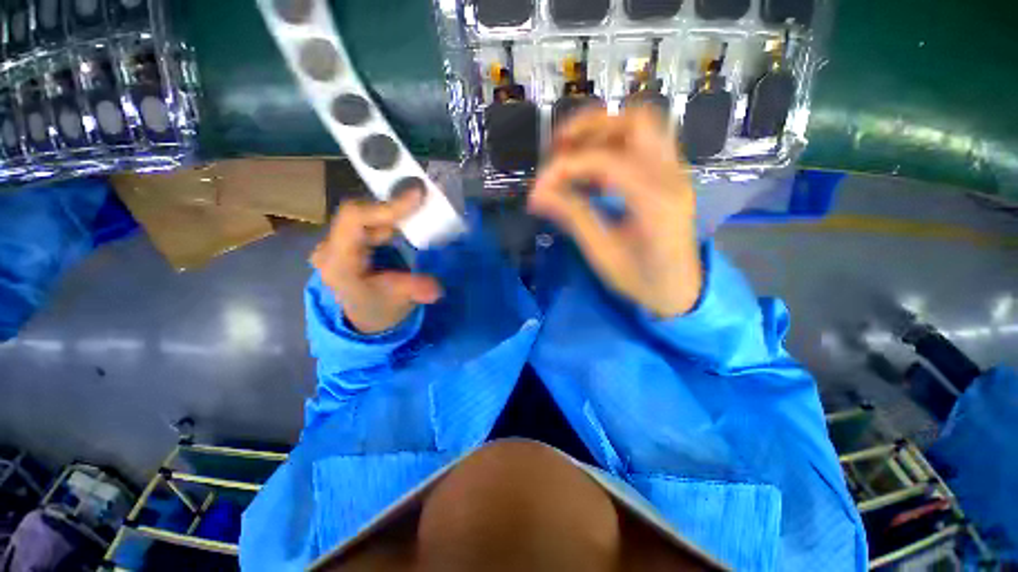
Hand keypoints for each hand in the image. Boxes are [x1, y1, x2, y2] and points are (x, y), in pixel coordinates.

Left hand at [310, 190, 442, 333]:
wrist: (362, 316)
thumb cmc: (378, 310)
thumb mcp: (398, 302)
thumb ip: (415, 291)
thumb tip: (436, 288)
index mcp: (338, 264)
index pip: (354, 220)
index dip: (387, 206)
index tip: (418, 195)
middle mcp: (331, 246)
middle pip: (361, 212)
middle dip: (395, 207)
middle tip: (425, 201)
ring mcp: (338, 241)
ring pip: (366, 214)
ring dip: (394, 212)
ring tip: (420, 210)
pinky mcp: (348, 239)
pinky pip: (369, 220)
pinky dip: (391, 217)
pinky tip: (407, 221)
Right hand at [528, 106, 702, 318]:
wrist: (680, 290)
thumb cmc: (642, 281)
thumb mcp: (603, 254)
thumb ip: (573, 218)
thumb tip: (537, 195)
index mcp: (656, 202)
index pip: (606, 162)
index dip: (565, 167)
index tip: (539, 186)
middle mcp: (672, 177)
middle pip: (635, 121)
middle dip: (590, 127)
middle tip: (557, 147)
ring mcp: (676, 173)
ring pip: (642, 126)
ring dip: (602, 131)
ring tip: (571, 153)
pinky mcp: (670, 176)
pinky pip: (643, 143)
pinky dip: (613, 145)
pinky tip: (592, 169)